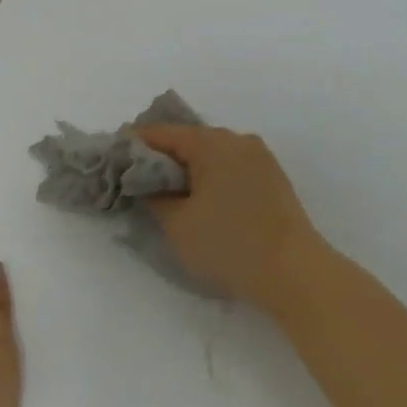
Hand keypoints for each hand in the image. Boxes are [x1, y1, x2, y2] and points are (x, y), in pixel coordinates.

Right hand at [135, 125, 327, 312]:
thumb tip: (147, 184)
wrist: (294, 272)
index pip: (161, 133)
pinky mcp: (272, 178)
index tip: (112, 160)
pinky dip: (210, 178)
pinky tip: (200, 201)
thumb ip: (154, 196)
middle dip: (160, 159)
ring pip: (211, 155)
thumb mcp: (178, 224)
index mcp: (212, 142)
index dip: (133, 145)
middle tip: (135, 181)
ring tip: (165, 194)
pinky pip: (230, 168)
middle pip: (188, 141)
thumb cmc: (229, 244)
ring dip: (186, 170)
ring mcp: (259, 158)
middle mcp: (237, 140)